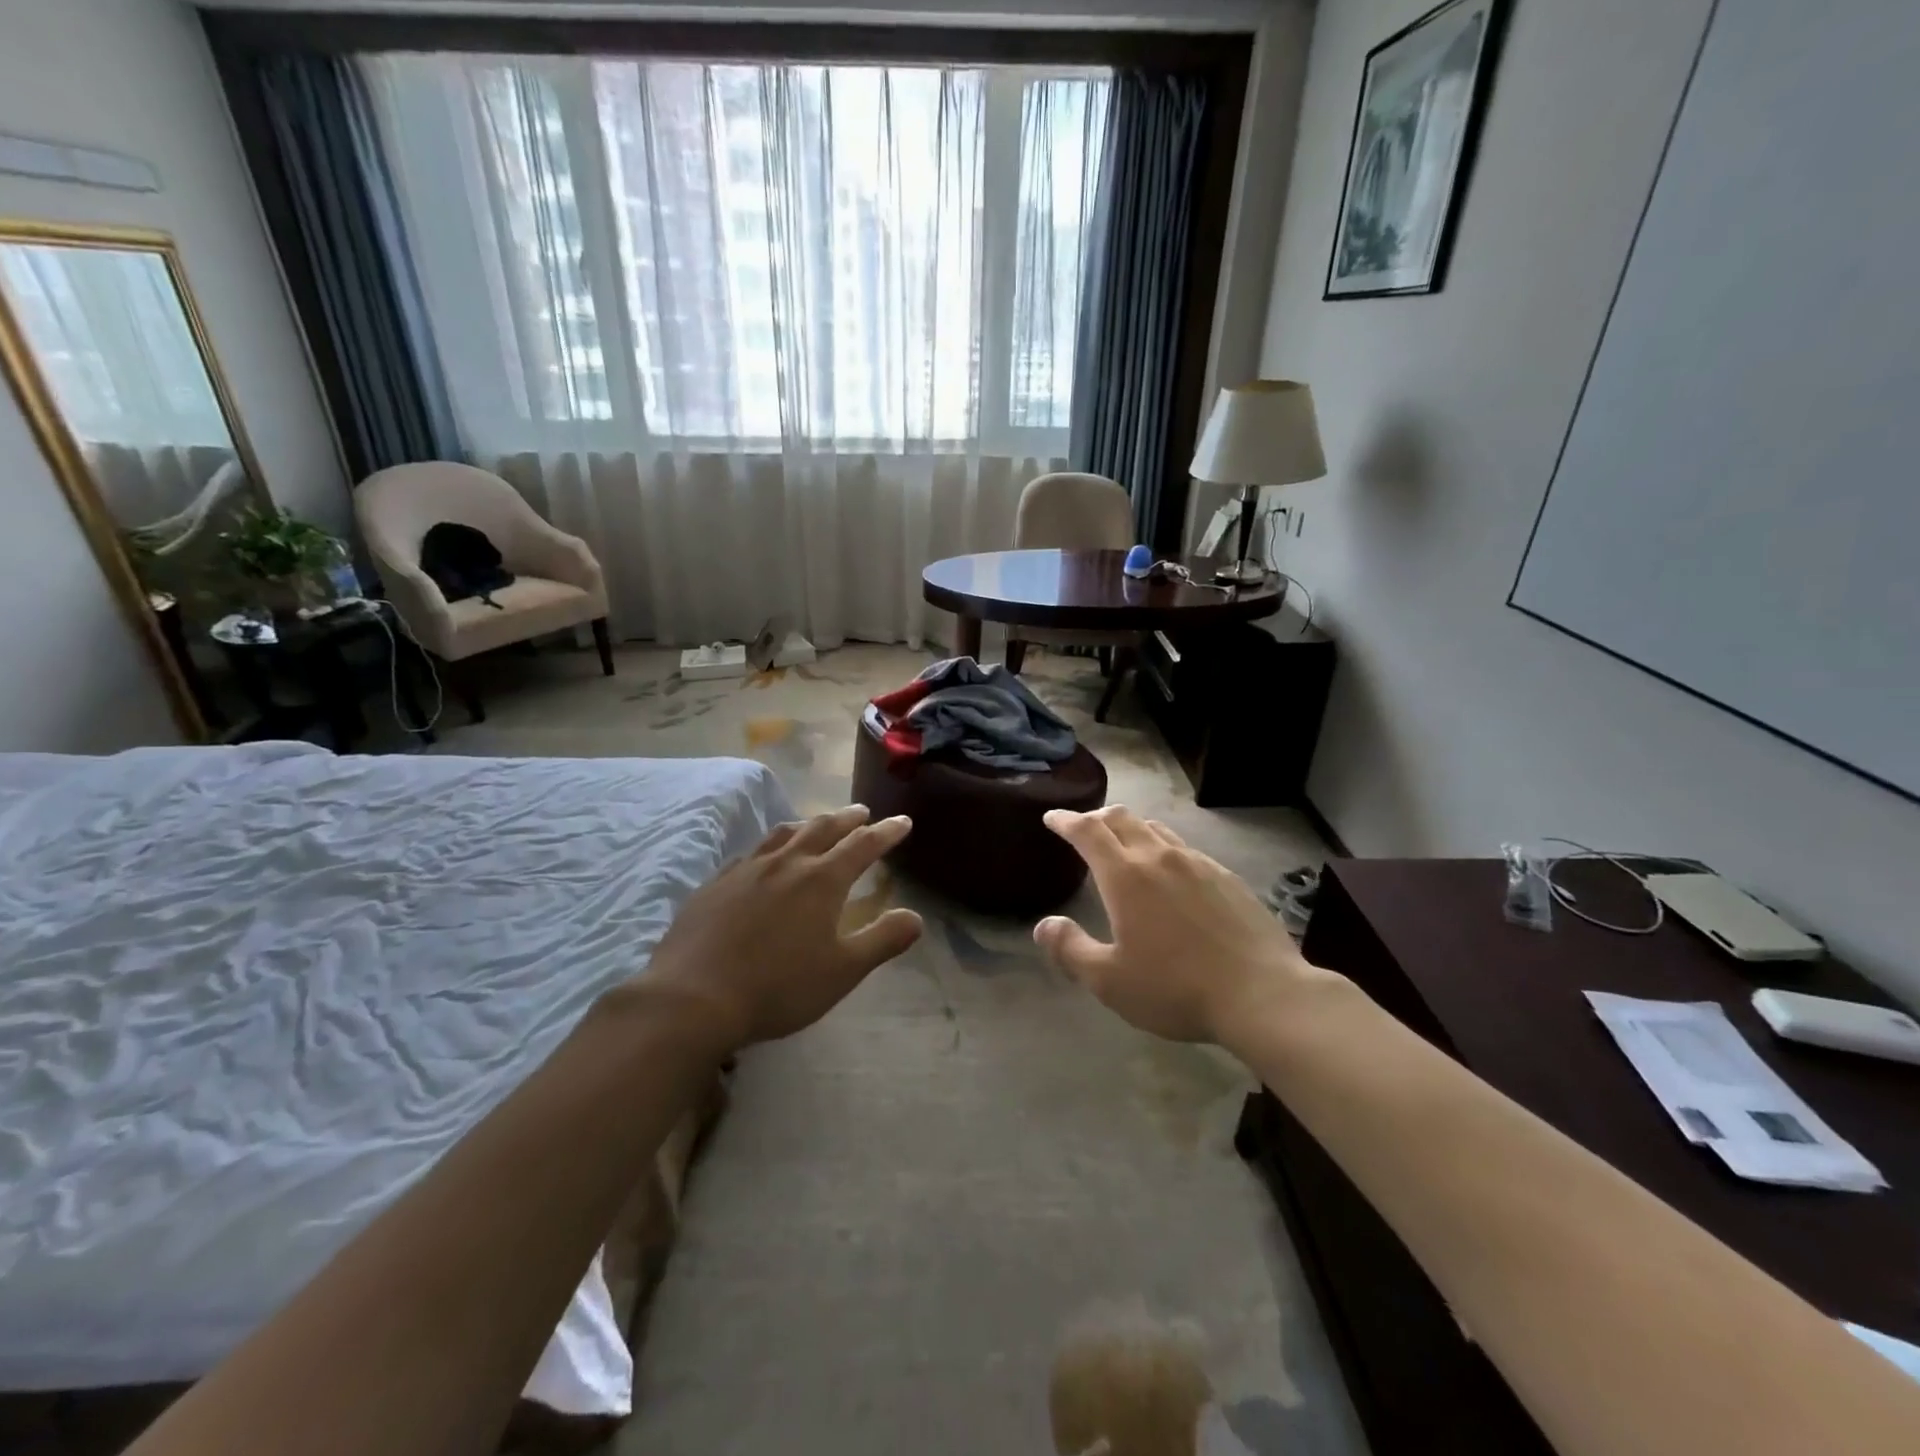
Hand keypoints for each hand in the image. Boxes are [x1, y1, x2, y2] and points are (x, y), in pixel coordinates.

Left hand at [633, 806, 923, 1051]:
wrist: (692, 997)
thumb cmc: (778, 986)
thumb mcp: (843, 971)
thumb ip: (882, 941)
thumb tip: (915, 917)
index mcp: (822, 880)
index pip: (863, 845)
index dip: (886, 832)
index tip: (902, 822)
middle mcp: (786, 863)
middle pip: (823, 829)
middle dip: (847, 819)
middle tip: (862, 812)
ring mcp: (746, 870)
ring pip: (783, 834)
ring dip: (808, 825)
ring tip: (817, 825)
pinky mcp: (715, 884)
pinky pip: (750, 854)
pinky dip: (769, 847)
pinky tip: (763, 859)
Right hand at [1033, 806, 1332, 1043]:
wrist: (1262, 994)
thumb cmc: (1176, 988)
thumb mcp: (1109, 981)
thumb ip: (1070, 949)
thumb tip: (1044, 925)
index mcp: (1125, 876)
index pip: (1087, 831)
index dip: (1066, 820)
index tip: (1052, 817)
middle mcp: (1160, 857)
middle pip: (1122, 818)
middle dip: (1097, 817)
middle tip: (1084, 827)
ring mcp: (1198, 863)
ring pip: (1156, 829)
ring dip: (1132, 828)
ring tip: (1125, 844)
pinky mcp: (1227, 877)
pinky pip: (1186, 849)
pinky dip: (1164, 848)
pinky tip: (1172, 873)